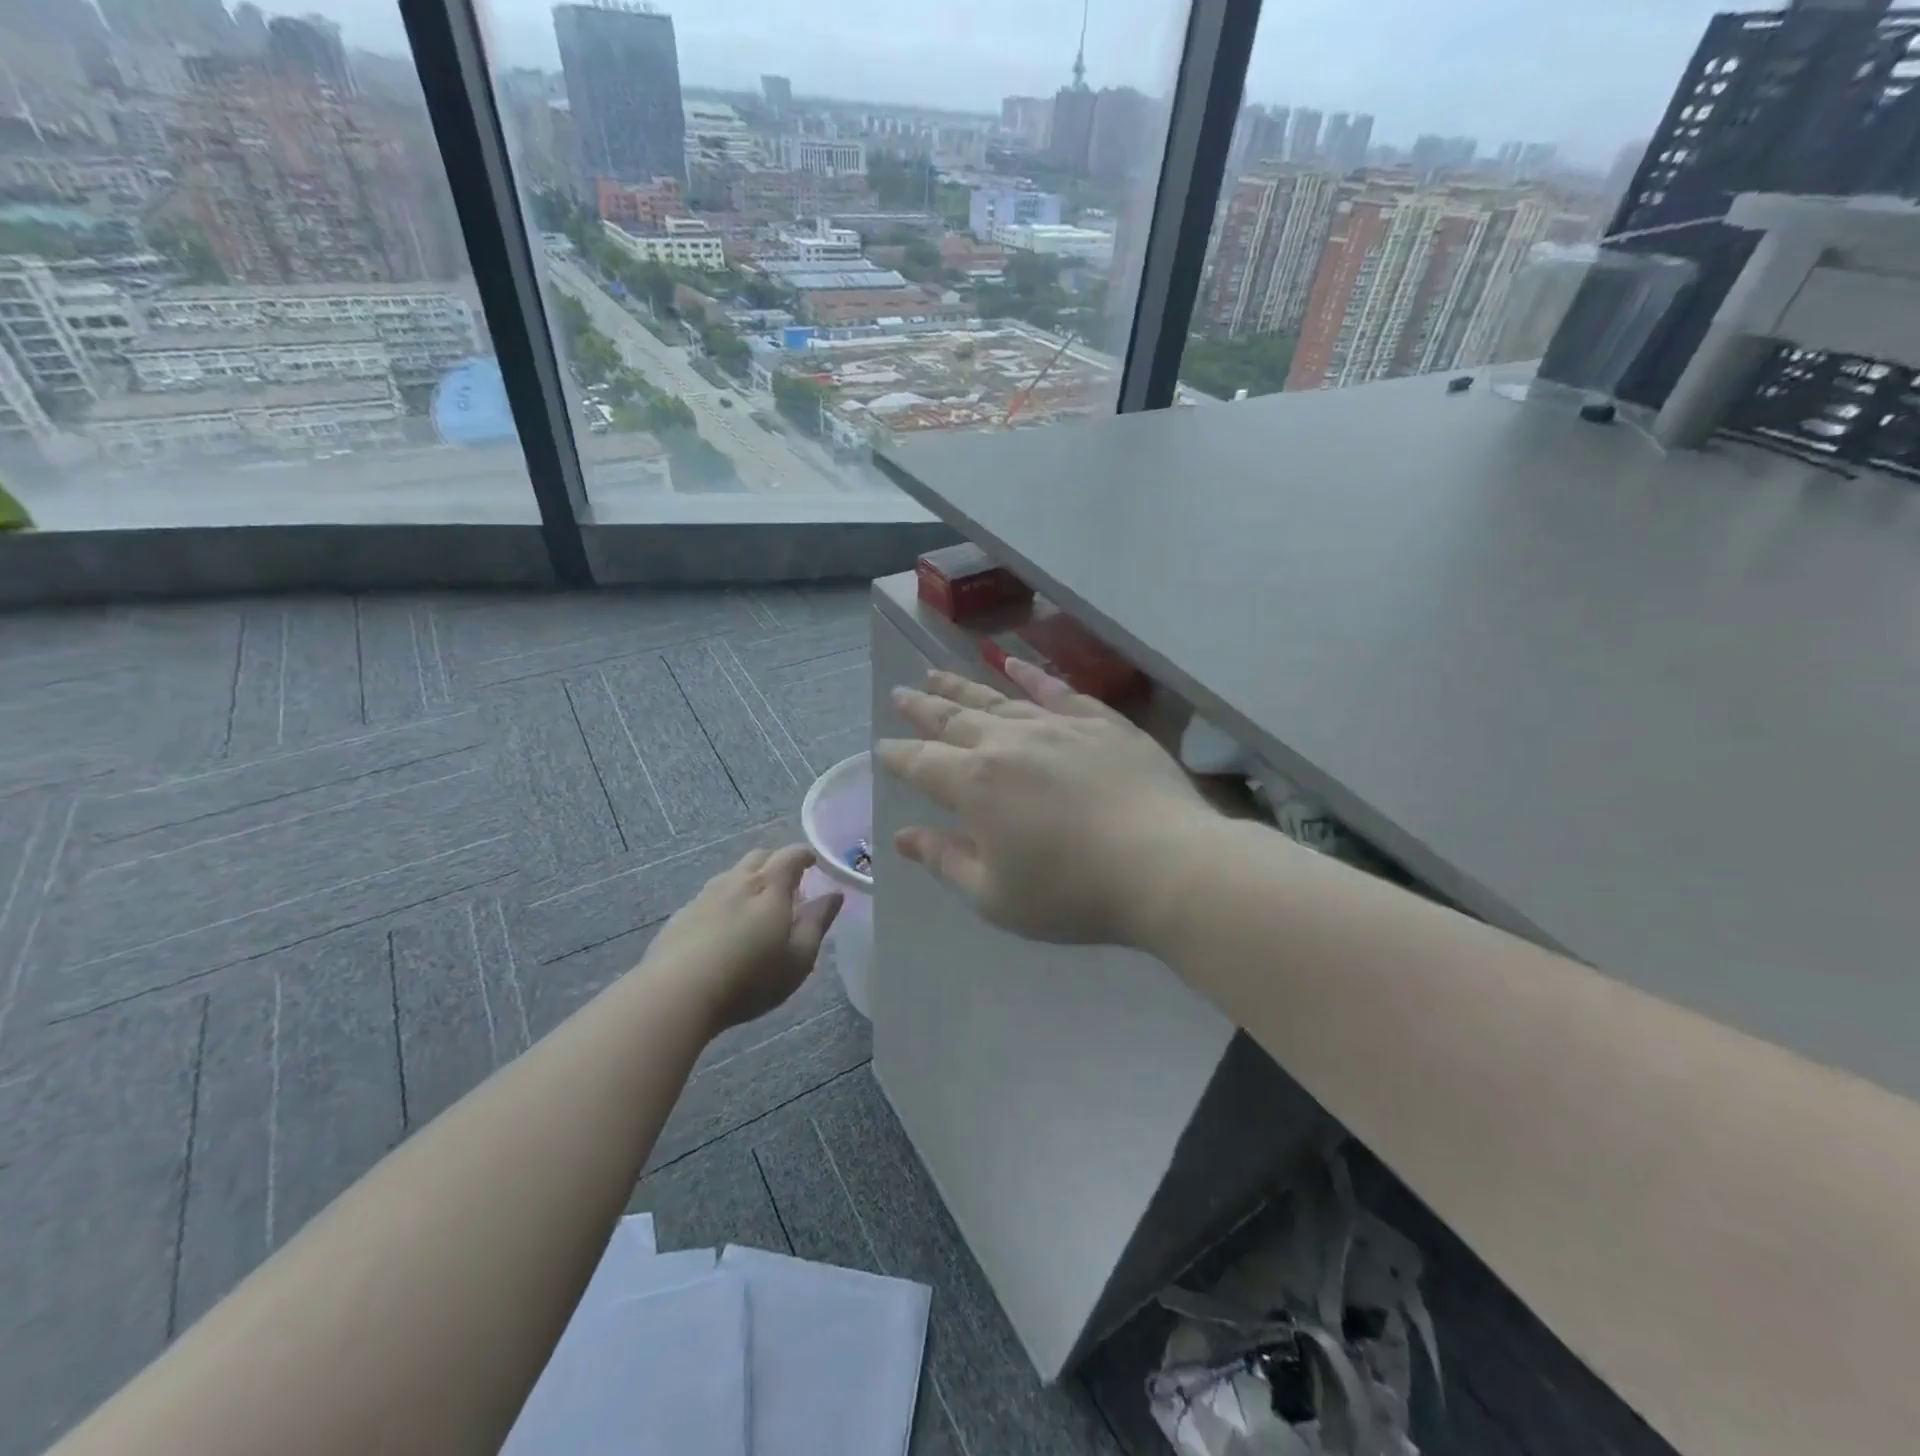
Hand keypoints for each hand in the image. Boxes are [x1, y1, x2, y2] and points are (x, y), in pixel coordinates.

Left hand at [642, 845, 841, 1030]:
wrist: (676, 994)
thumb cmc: (750, 978)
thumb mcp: (799, 958)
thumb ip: (818, 922)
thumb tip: (834, 894)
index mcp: (770, 886)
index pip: (791, 855)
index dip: (806, 855)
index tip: (816, 864)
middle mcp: (737, 881)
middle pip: (760, 857)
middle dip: (777, 863)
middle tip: (789, 886)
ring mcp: (705, 896)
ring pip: (732, 875)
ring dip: (748, 881)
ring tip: (756, 907)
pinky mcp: (681, 916)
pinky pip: (710, 896)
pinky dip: (724, 902)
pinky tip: (723, 928)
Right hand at [877, 660, 1213, 946]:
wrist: (1164, 866)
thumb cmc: (1071, 892)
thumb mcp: (994, 895)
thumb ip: (945, 860)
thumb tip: (904, 838)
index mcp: (974, 784)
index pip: (921, 762)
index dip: (898, 755)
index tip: (883, 747)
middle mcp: (1007, 742)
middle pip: (952, 718)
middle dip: (922, 707)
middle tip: (901, 692)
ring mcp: (1055, 725)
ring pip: (996, 698)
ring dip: (962, 686)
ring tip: (937, 672)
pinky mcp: (1099, 721)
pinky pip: (1056, 689)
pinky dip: (1031, 675)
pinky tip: (1013, 663)